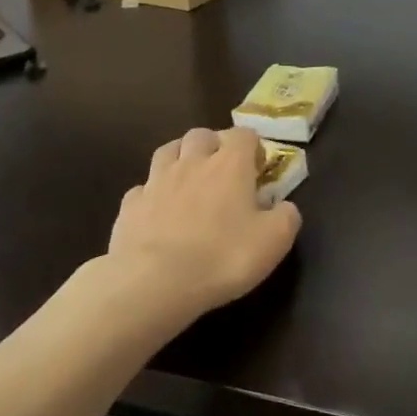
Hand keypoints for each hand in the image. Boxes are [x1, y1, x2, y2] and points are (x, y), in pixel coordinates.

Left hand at [108, 126, 301, 318]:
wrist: (155, 281)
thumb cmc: (223, 257)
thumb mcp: (274, 241)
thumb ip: (286, 217)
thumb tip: (285, 207)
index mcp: (230, 165)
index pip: (244, 134)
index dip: (253, 147)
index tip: (258, 169)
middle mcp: (192, 162)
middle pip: (201, 134)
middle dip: (213, 145)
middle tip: (222, 170)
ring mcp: (156, 181)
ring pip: (167, 151)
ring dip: (180, 158)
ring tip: (188, 180)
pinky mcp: (130, 205)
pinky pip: (143, 188)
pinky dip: (153, 194)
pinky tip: (158, 212)